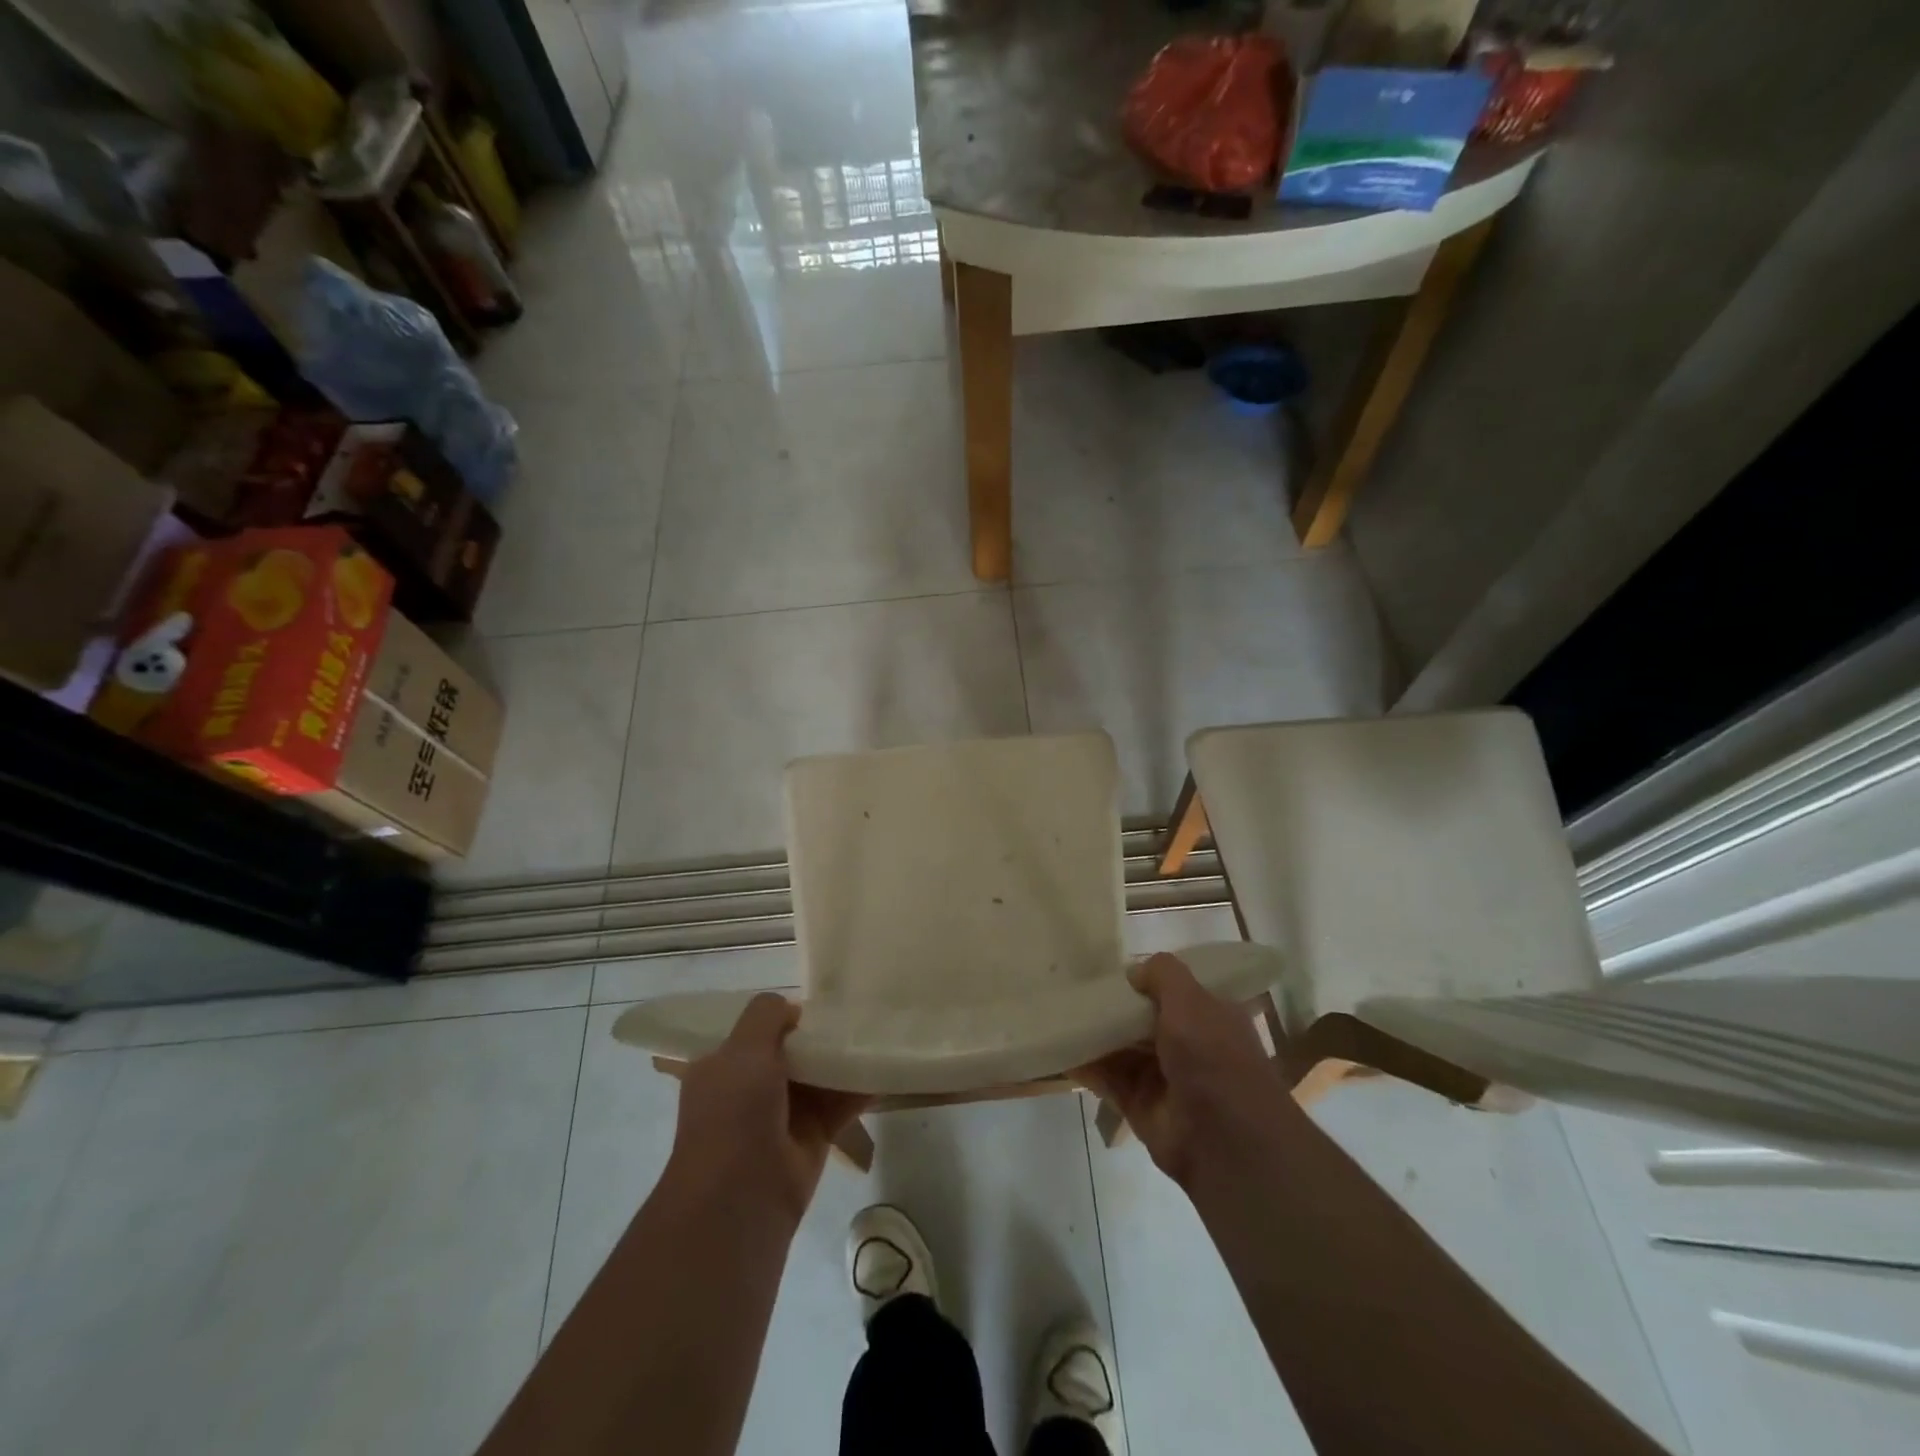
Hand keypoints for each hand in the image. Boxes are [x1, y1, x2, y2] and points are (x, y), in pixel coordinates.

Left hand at [667, 993, 871, 1222]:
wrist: (740, 1199)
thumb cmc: (733, 1114)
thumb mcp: (742, 1049)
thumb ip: (766, 1016)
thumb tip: (793, 1009)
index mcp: (721, 1068)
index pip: (751, 1032)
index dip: (779, 1016)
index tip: (813, 997)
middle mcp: (750, 1089)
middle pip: (790, 1051)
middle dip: (817, 1033)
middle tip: (853, 1008)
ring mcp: (783, 1114)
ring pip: (818, 1075)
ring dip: (842, 1057)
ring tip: (876, 1027)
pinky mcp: (814, 1136)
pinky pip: (841, 1103)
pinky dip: (861, 1086)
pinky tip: (885, 1064)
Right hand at [1074, 953, 1292, 1186]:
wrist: (1224, 1141)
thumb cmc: (1213, 1057)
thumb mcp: (1192, 1000)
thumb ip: (1163, 976)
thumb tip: (1134, 971)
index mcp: (1209, 1017)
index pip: (1175, 990)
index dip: (1146, 979)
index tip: (1111, 966)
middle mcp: (1187, 1045)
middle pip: (1141, 1018)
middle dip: (1112, 1005)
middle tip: (1073, 985)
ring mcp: (1162, 1076)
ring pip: (1121, 1046)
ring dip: (1094, 1033)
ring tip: (1057, 1011)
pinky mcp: (1139, 1103)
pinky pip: (1106, 1078)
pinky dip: (1084, 1064)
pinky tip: (1059, 1047)